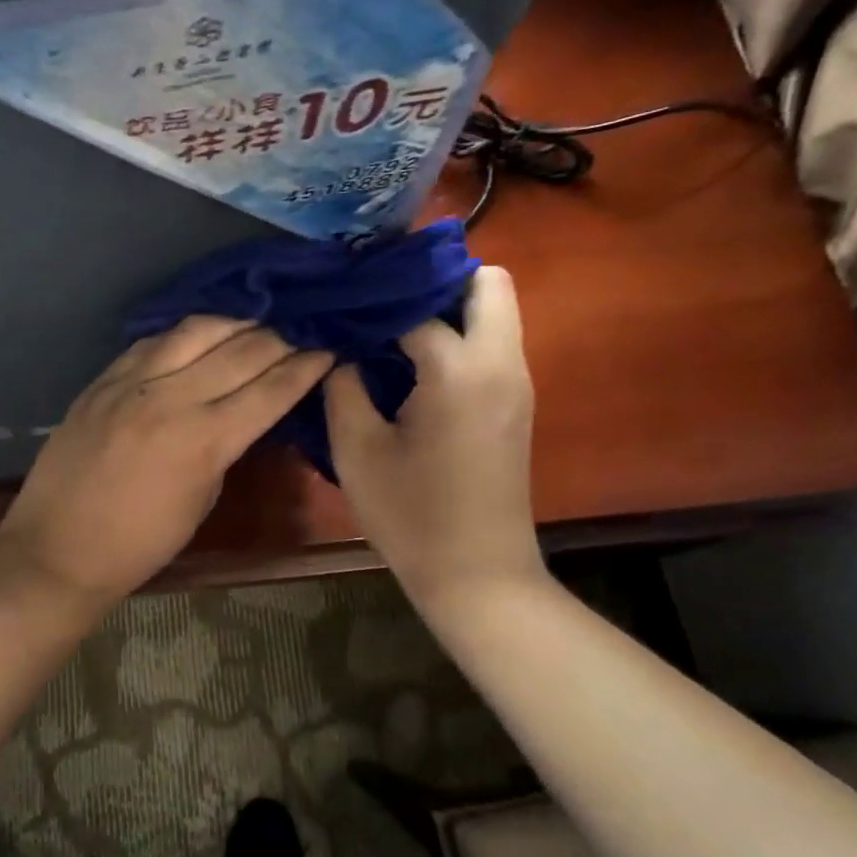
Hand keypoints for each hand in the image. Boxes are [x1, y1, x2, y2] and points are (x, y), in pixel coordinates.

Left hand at [0, 318, 331, 610]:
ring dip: (233, 324)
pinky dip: (183, 334)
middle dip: (279, 340)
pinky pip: (151, 341)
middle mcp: (171, 398)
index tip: (328, 353)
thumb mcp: (201, 499)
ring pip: (196, 330)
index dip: (306, 368)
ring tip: (253, 326)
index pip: (270, 390)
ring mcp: (132, 383)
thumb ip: (225, 447)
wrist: (58, 548)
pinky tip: (198, 336)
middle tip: (297, 338)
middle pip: (240, 351)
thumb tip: (244, 412)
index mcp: (204, 440)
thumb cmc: (140, 544)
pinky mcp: (102, 379)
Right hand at [324, 266, 543, 607]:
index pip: (418, 303)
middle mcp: (500, 363)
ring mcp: (516, 384)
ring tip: (389, 330)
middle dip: (436, 280)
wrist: (478, 576)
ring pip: (495, 312)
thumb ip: (343, 386)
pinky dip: (459, 337)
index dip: (376, 299)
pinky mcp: (516, 404)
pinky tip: (413, 365)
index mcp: (459, 370)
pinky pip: (493, 344)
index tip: (342, 298)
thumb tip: (340, 349)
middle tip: (383, 304)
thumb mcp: (357, 450)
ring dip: (448, 308)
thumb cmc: (411, 515)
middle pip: (488, 283)